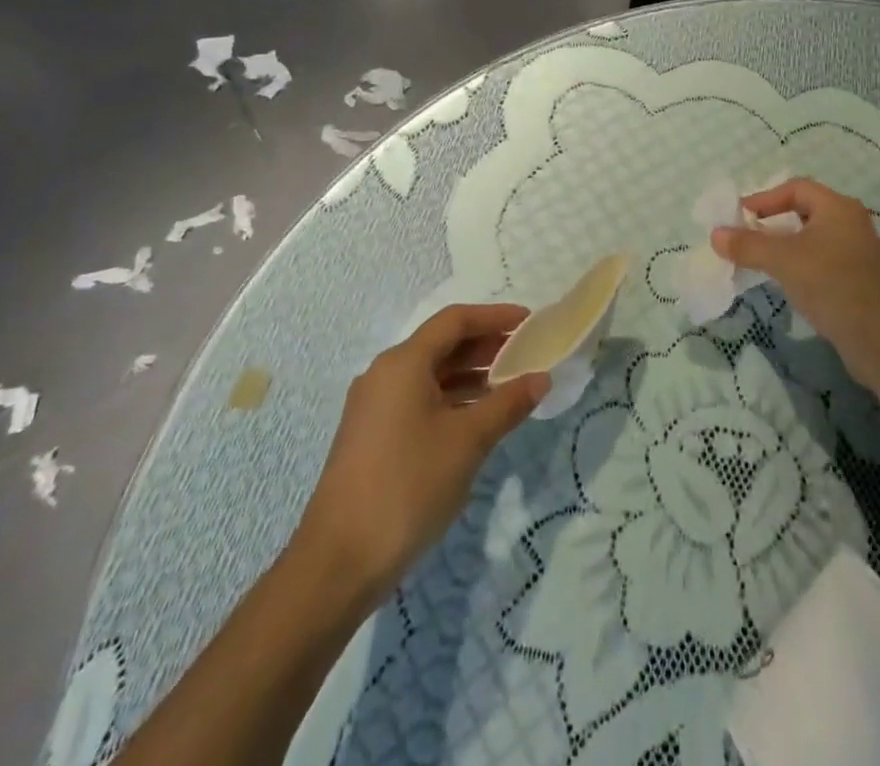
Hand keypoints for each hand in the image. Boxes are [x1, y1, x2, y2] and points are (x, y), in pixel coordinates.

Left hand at [291, 304, 547, 603]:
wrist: (338, 563)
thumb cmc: (408, 486)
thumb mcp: (468, 442)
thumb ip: (507, 404)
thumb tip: (541, 378)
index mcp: (403, 363)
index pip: (455, 320)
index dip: (495, 316)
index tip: (530, 322)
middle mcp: (385, 374)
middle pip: (442, 345)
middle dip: (486, 346)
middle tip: (527, 354)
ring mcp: (375, 407)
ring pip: (431, 375)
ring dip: (471, 375)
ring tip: (511, 386)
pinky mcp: (373, 436)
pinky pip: (419, 400)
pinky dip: (452, 399)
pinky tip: (478, 419)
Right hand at [712, 179, 879, 382]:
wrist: (877, 336)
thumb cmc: (829, 283)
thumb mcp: (782, 259)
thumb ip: (747, 245)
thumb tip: (715, 235)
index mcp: (837, 207)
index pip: (796, 188)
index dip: (765, 198)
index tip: (740, 216)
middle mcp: (850, 222)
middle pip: (804, 211)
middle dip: (772, 222)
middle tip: (746, 236)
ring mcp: (856, 252)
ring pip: (812, 238)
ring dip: (784, 245)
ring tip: (759, 258)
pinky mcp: (857, 278)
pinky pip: (820, 260)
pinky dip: (798, 263)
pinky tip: (784, 280)